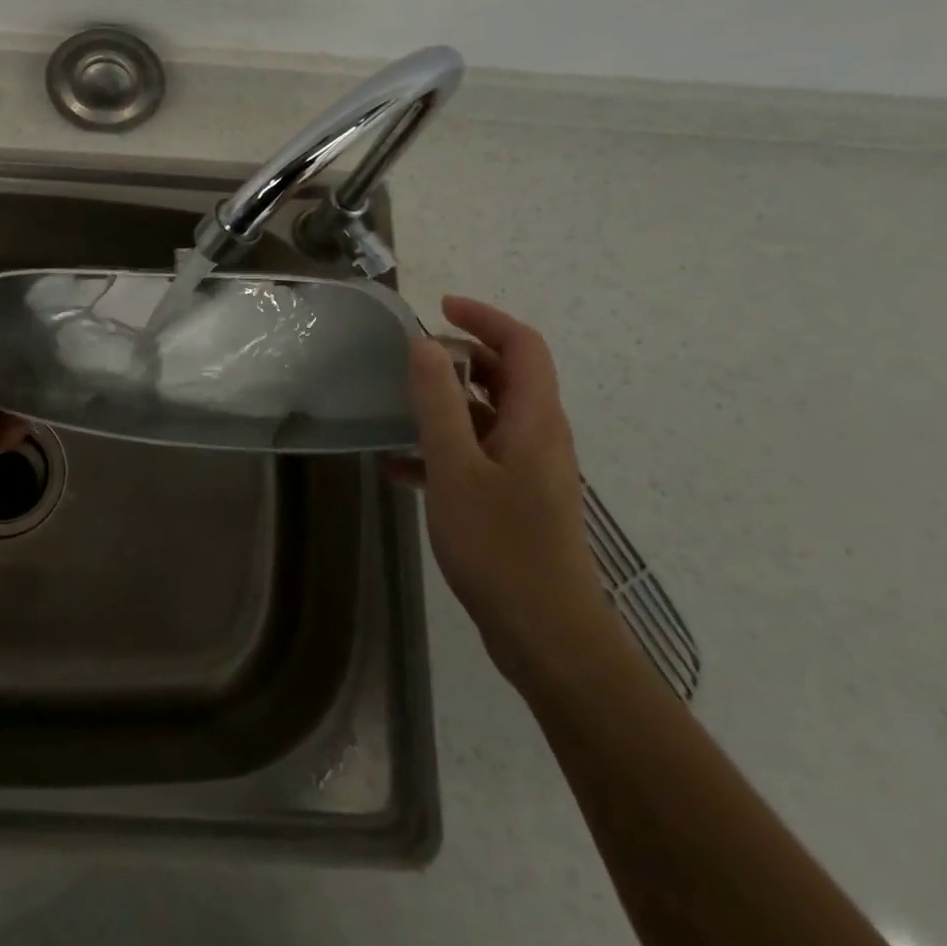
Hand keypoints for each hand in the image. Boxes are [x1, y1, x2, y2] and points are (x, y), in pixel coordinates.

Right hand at [391, 296, 620, 689]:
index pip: (523, 346)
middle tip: (413, 357)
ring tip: (399, 406)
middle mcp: (539, 437)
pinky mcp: (515, 502)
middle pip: (508, 376)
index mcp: (535, 420)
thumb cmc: (502, 547)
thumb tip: (426, 344)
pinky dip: (443, 448)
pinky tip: (400, 468)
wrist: (547, 638)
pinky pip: (478, 455)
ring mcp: (529, 472)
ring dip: (448, 403)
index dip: (485, 318)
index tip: (440, 308)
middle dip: (462, 357)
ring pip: (489, 416)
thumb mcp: (456, 468)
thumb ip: (439, 403)